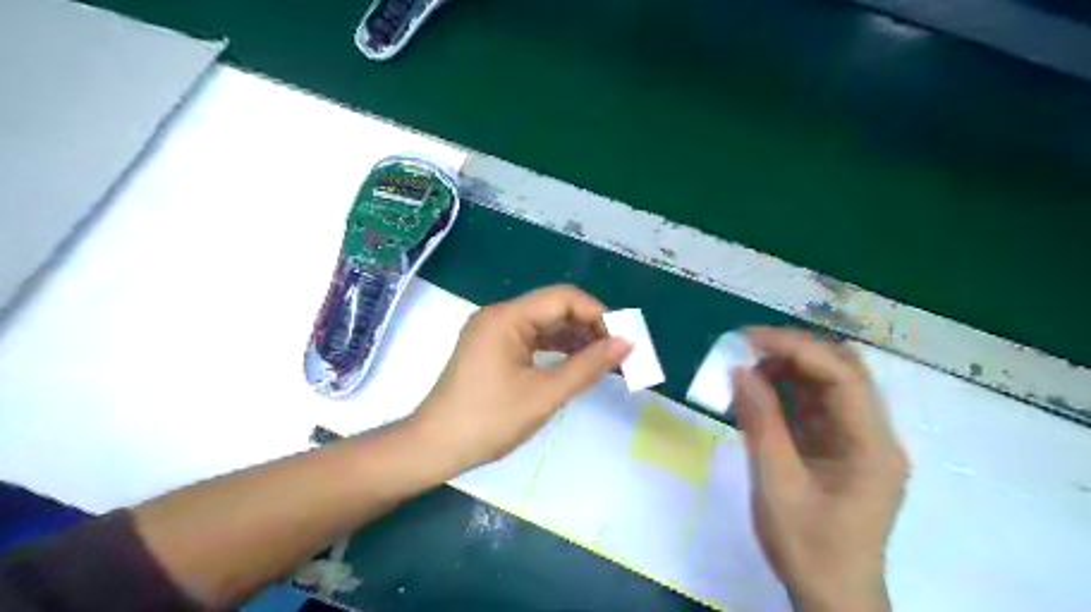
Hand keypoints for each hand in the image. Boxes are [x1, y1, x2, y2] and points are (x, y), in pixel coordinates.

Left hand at [410, 287, 630, 473]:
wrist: (435, 448)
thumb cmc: (488, 421)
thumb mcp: (544, 394)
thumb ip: (587, 366)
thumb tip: (626, 344)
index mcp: (507, 317)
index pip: (563, 298)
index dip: (598, 314)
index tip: (623, 339)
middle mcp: (500, 316)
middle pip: (554, 308)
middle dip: (589, 327)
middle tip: (619, 352)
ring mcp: (494, 332)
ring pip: (545, 324)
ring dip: (575, 339)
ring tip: (605, 360)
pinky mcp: (493, 349)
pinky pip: (532, 340)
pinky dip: (556, 349)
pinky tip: (577, 364)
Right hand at [736, 327, 909, 608]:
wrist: (831, 596)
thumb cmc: (808, 546)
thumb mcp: (776, 484)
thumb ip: (760, 422)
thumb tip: (740, 370)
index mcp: (871, 446)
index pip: (842, 376)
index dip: (795, 348)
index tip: (749, 339)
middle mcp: (873, 435)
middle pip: (842, 371)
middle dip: (794, 352)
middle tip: (747, 349)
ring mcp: (858, 441)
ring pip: (827, 385)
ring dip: (787, 370)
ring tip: (745, 372)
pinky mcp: (840, 449)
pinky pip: (815, 407)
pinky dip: (786, 393)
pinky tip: (757, 395)